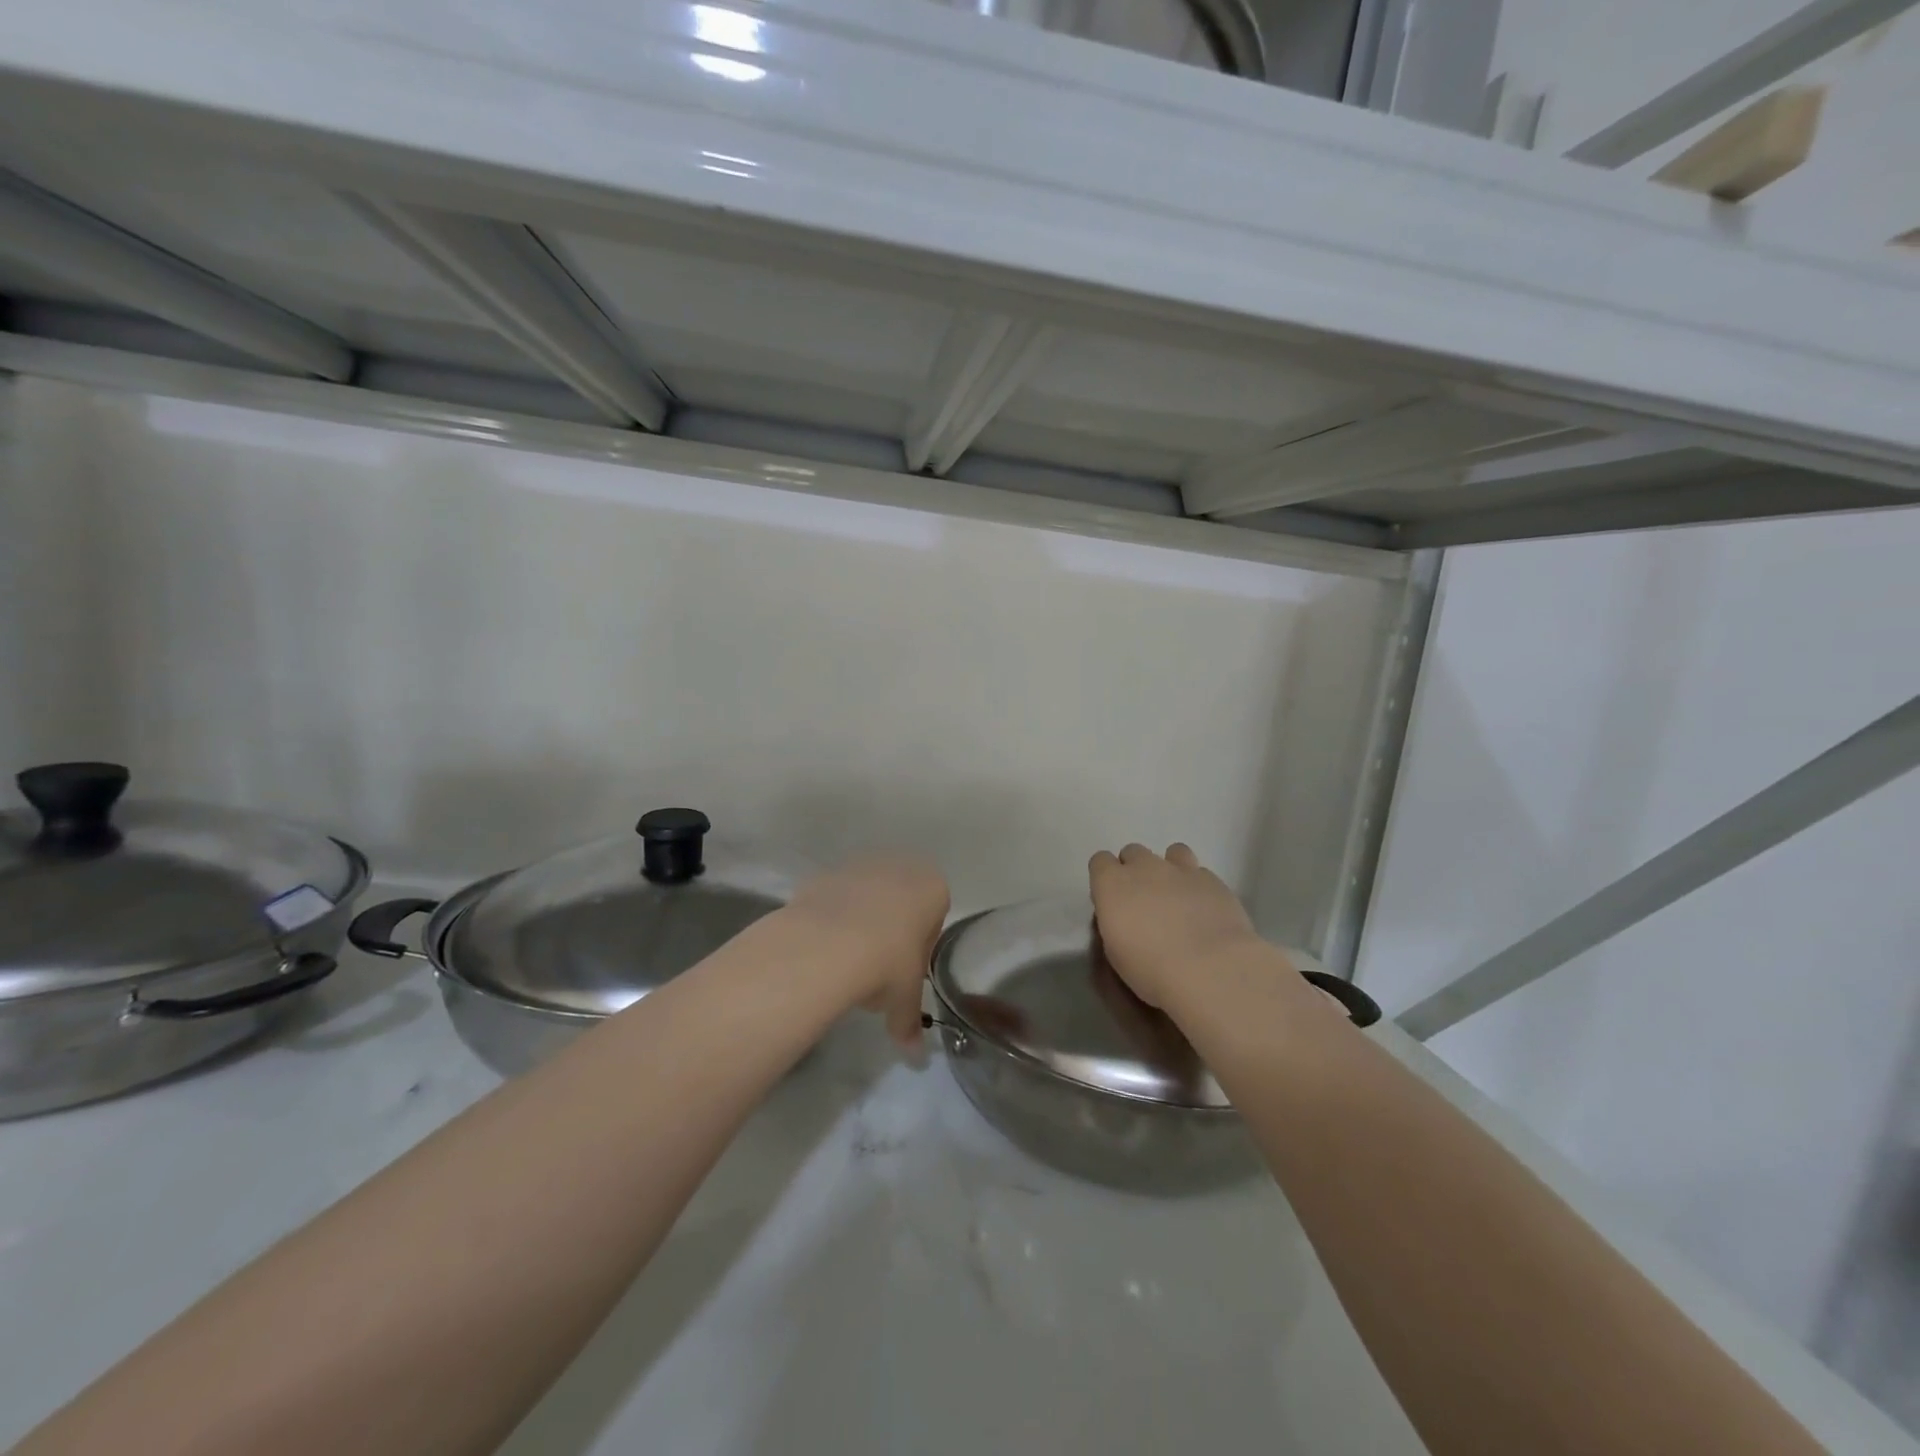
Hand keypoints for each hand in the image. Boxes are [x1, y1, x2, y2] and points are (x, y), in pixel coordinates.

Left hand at [780, 855, 949, 1047]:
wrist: (827, 944)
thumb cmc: (887, 964)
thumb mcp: (904, 999)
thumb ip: (910, 1023)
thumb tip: (915, 1056)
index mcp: (933, 887)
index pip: (934, 917)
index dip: (920, 949)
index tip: (905, 973)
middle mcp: (901, 866)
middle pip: (901, 903)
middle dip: (892, 932)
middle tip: (878, 971)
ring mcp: (861, 865)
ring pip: (868, 898)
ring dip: (862, 924)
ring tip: (847, 963)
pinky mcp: (826, 873)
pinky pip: (836, 899)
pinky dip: (833, 920)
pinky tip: (824, 948)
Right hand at [1088, 842, 1264, 1009]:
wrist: (1209, 969)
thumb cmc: (1151, 969)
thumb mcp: (1115, 951)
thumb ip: (1116, 921)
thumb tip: (1123, 915)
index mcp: (1112, 884)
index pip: (1100, 861)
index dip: (1105, 878)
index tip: (1112, 899)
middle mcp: (1145, 867)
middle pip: (1133, 852)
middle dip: (1136, 870)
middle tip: (1144, 900)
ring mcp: (1181, 870)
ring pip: (1172, 852)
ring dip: (1170, 869)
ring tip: (1177, 896)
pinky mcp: (1213, 880)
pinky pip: (1200, 873)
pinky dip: (1198, 886)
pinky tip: (1204, 909)